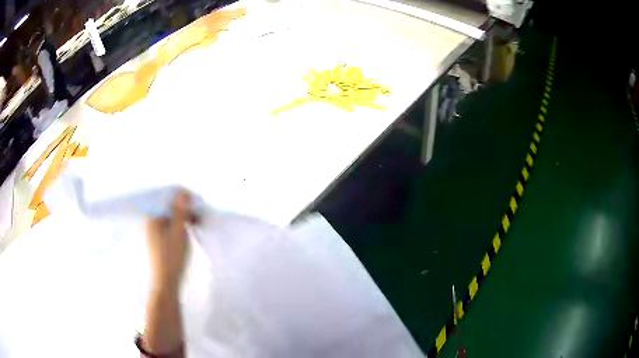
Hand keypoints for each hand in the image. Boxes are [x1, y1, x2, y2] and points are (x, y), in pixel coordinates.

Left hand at [146, 190, 195, 288]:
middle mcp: (152, 222)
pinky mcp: (161, 241)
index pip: (165, 198)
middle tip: (200, 215)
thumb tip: (183, 192)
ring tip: (198, 223)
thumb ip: (180, 211)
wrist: (167, 281)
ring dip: (184, 217)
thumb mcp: (178, 231)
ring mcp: (156, 232)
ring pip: (171, 218)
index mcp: (153, 218)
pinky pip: (171, 227)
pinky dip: (181, 226)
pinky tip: (190, 231)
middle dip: (184, 208)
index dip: (180, 197)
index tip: (195, 202)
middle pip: (168, 207)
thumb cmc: (172, 256)